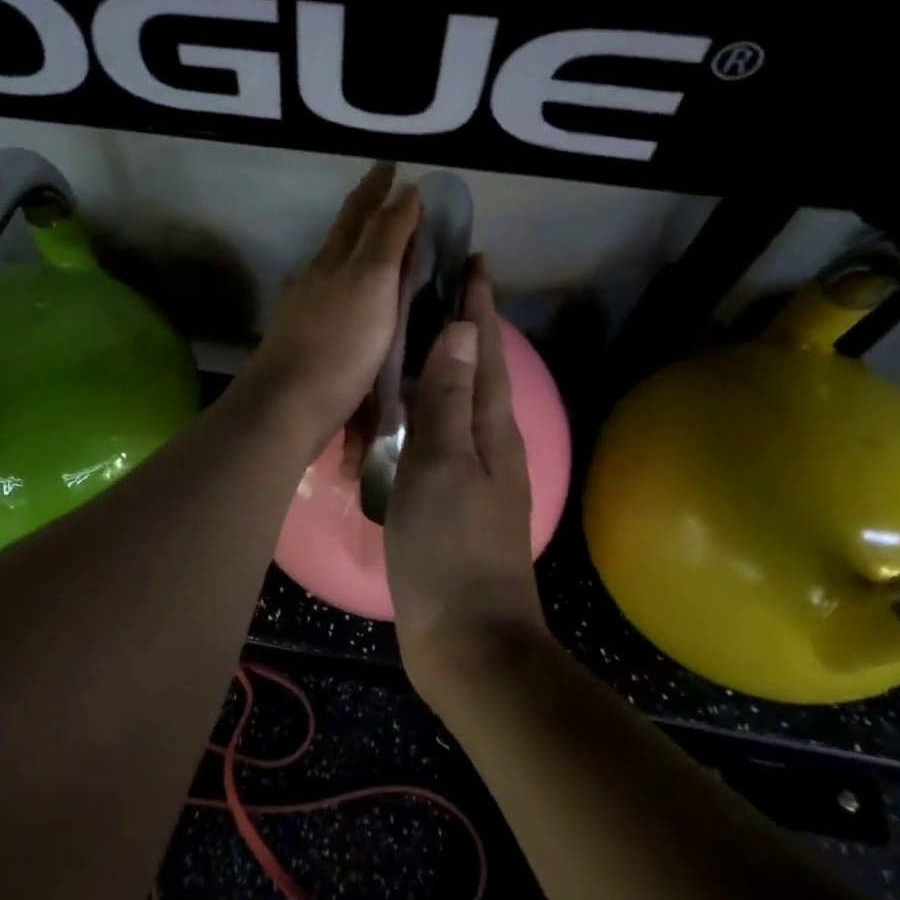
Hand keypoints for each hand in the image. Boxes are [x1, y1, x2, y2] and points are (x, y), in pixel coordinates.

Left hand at [239, 164, 420, 455]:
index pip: (358, 213)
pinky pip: (337, 303)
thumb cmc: (338, 344)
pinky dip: (355, 291)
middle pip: (343, 238)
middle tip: (387, 196)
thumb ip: (387, 238)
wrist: (287, 407)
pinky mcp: (309, 345)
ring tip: (382, 247)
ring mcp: (307, 313)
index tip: (391, 165)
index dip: (377, 188)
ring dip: (359, 252)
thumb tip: (405, 190)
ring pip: (337, 270)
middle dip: (365, 214)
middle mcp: (316, 280)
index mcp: (333, 261)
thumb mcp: (370, 283)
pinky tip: (360, 303)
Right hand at [384, 260, 546, 688]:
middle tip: (441, 285)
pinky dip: (431, 406)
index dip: (479, 303)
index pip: (485, 349)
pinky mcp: (455, 498)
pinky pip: (444, 433)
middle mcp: (490, 441)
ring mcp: (476, 472)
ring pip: (463, 400)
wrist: (468, 639)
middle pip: (480, 368)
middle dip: (468, 323)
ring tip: (421, 334)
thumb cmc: (448, 547)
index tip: (473, 259)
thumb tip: (462, 327)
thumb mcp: (440, 465)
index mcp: (489, 427)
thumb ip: (447, 398)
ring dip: (449, 362)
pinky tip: (409, 410)